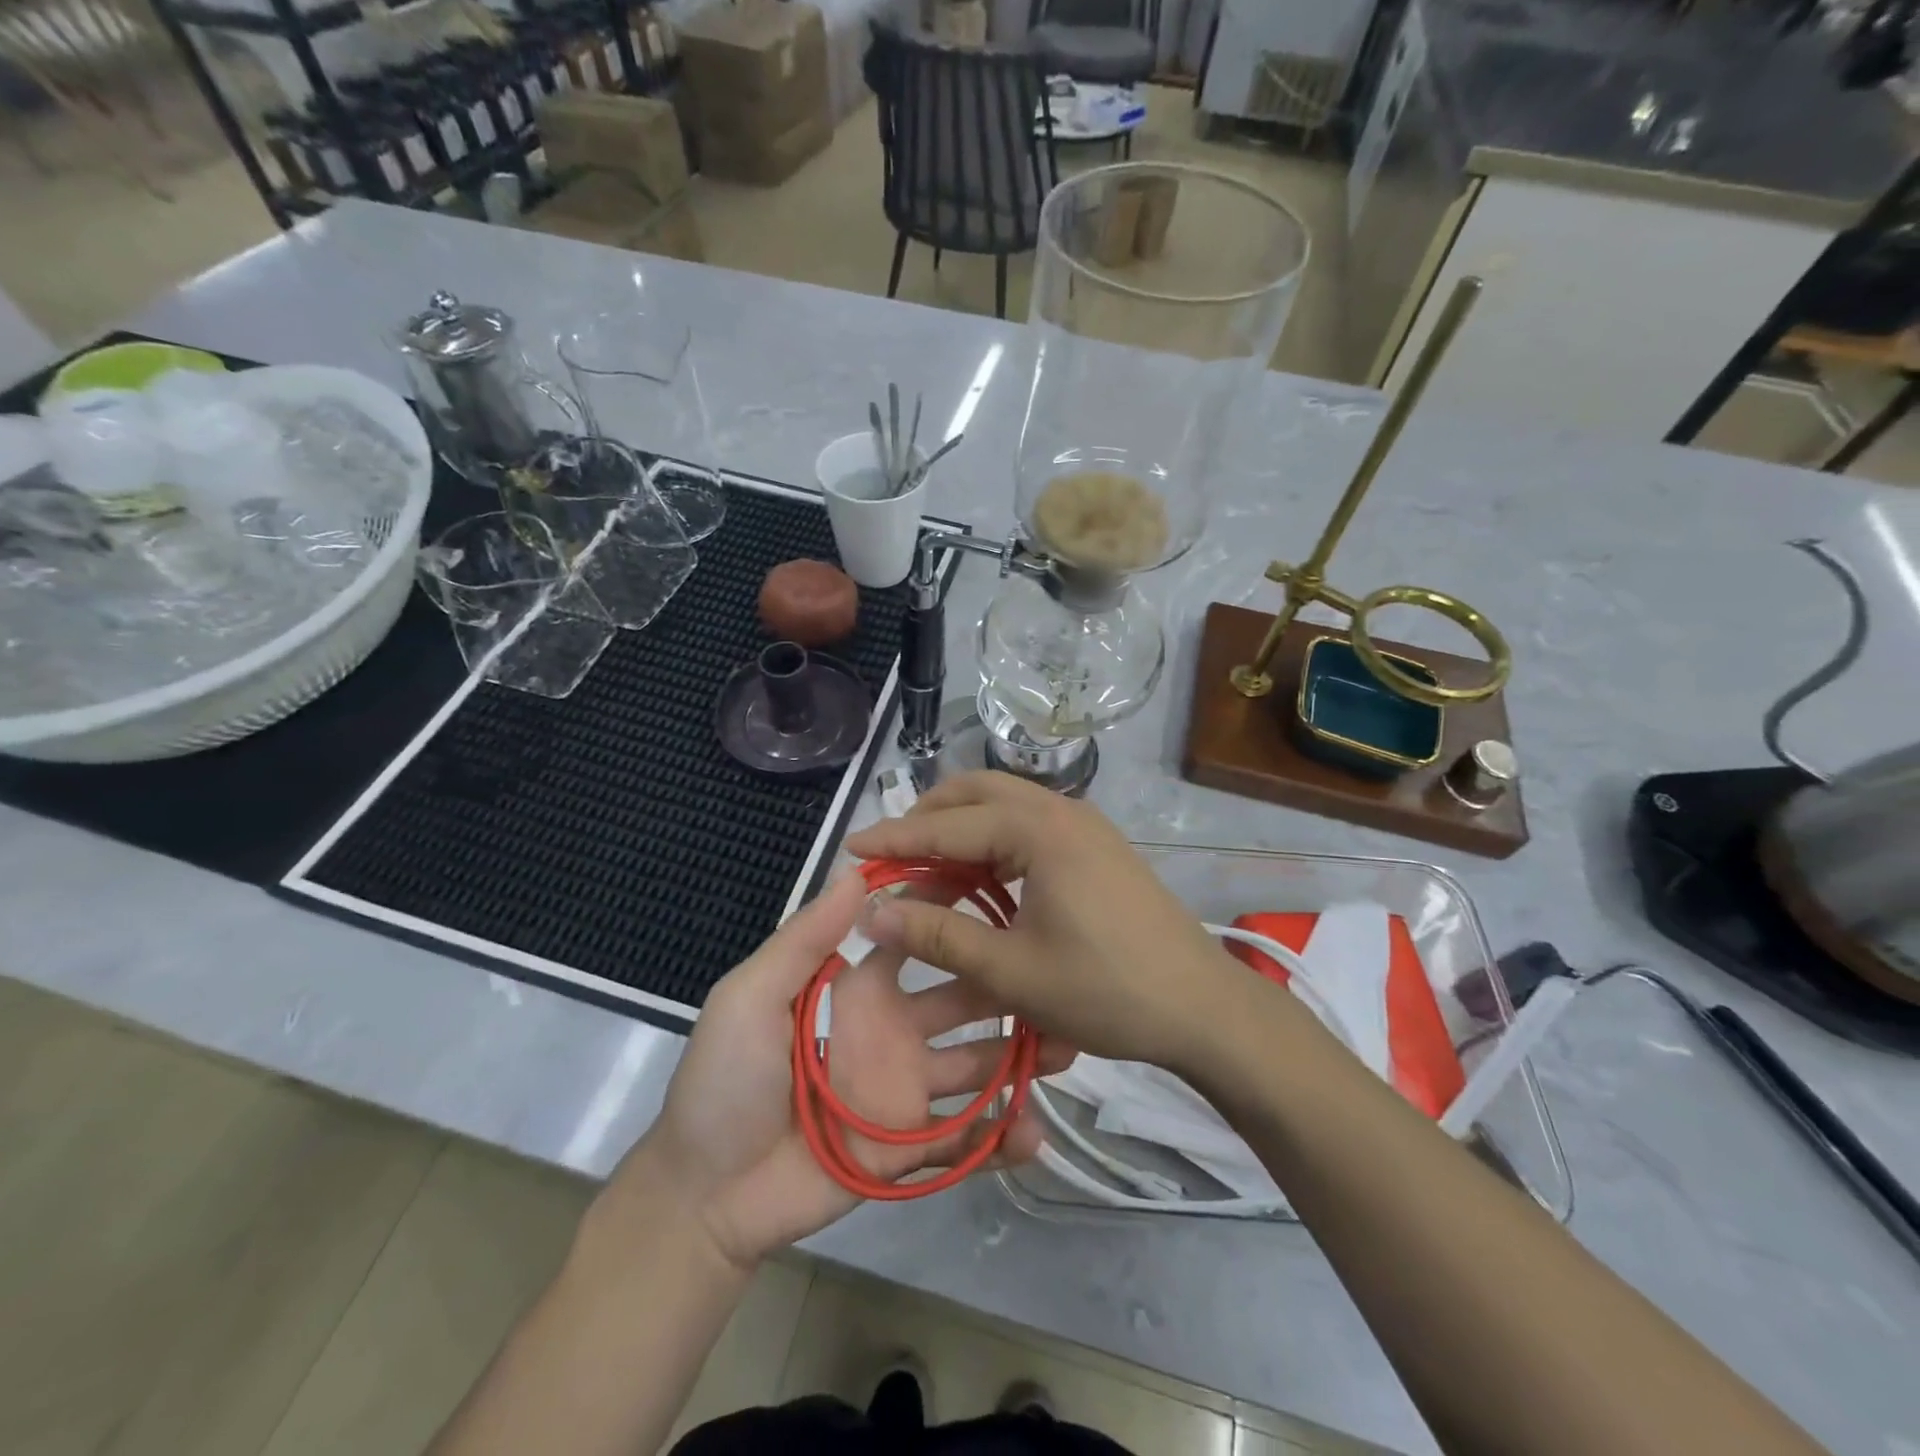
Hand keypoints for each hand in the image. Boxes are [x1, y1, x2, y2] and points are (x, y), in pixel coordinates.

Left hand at [611, 873, 1073, 1270]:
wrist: (705, 1194)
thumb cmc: (724, 1079)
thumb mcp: (750, 996)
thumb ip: (805, 938)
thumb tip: (857, 869)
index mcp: (862, 989)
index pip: (920, 941)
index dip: (954, 914)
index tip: (1002, 889)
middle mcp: (896, 1031)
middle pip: (965, 1000)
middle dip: (1007, 986)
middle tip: (1056, 976)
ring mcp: (908, 1091)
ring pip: (978, 1065)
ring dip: (1020, 1056)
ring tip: (1067, 1046)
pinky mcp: (911, 1150)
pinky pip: (965, 1139)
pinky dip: (1001, 1136)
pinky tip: (1034, 1132)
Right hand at [845, 773, 1240, 1072]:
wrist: (1202, 1007)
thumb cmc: (1106, 990)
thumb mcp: (1011, 971)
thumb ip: (937, 937)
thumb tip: (872, 913)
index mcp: (1037, 830)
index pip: (946, 825)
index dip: (893, 839)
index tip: (849, 850)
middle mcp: (1060, 810)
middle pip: (975, 792)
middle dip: (927, 818)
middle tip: (890, 858)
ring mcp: (1084, 824)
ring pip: (1003, 806)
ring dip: (960, 831)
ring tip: (927, 875)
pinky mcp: (1096, 846)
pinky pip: (1028, 827)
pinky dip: (992, 844)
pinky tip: (979, 883)